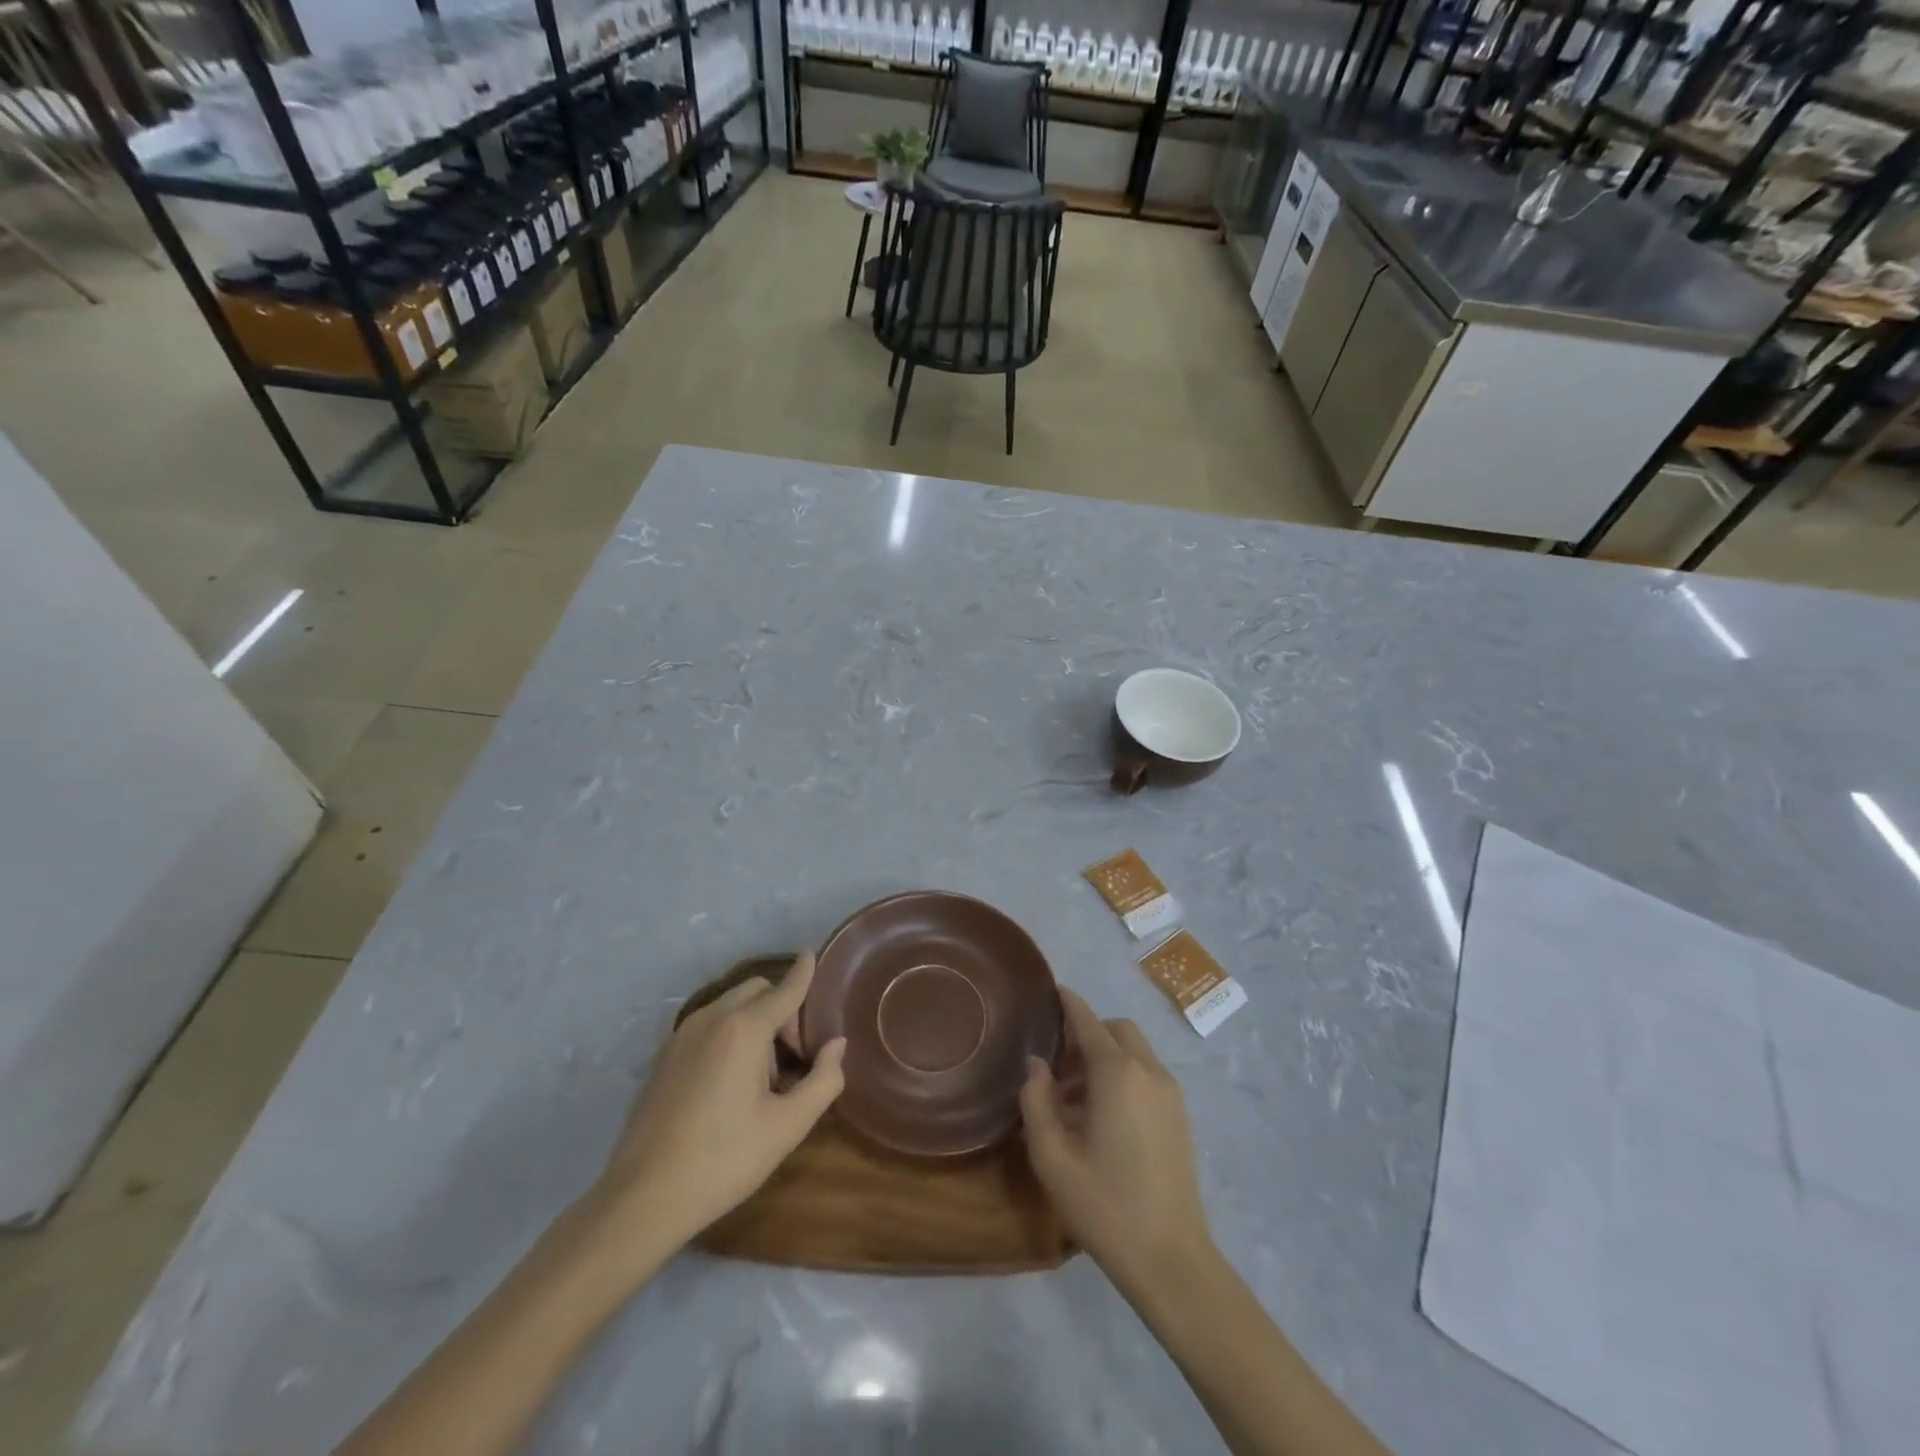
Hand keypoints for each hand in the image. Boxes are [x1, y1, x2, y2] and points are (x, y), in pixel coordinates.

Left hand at [596, 952, 845, 1251]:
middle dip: (781, 1010)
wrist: (643, 1198)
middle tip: (793, 1056)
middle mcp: (711, 1019)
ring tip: (760, 1078)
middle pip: (756, 991)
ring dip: (754, 1023)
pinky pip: (707, 1026)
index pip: (784, 989)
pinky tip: (728, 1084)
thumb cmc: (724, 1160)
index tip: (813, 954)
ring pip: (730, 1007)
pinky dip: (728, 1034)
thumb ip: (823, 1080)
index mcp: (744, 1029)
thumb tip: (836, 1045)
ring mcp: (681, 1036)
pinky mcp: (662, 1056)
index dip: (803, 973)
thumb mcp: (787, 1126)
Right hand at [1020, 988, 1212, 1297]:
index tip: (1051, 990)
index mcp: (1117, 1073)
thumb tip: (1037, 1066)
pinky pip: (1147, 1075)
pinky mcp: (1180, 1116)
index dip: (1068, 1003)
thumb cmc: (1104, 1205)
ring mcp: (1170, 1094)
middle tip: (1057, 1066)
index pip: (1088, 1021)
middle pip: (1116, 1030)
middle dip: (1086, 1034)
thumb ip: (1037, 1101)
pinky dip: (1123, 1076)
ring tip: (1074, 1100)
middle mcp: (1148, 1071)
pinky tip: (1103, 1118)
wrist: (1171, 1259)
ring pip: (1134, 1052)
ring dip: (1105, 1057)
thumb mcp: (1052, 1156)